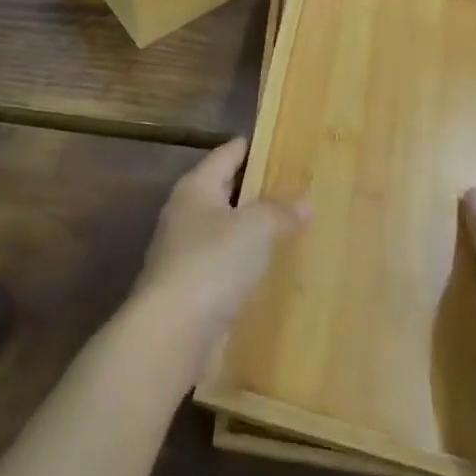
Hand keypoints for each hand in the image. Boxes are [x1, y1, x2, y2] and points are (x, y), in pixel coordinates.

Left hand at [131, 139, 307, 367]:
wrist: (171, 332)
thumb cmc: (212, 263)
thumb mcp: (255, 228)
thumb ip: (280, 211)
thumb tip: (304, 202)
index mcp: (196, 187)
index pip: (226, 154)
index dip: (250, 147)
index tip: (276, 143)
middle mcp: (185, 213)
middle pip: (223, 191)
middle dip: (254, 189)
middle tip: (292, 186)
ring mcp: (183, 252)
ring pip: (224, 230)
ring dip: (249, 229)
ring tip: (287, 227)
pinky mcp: (189, 289)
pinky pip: (223, 264)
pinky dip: (243, 263)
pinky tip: (266, 269)